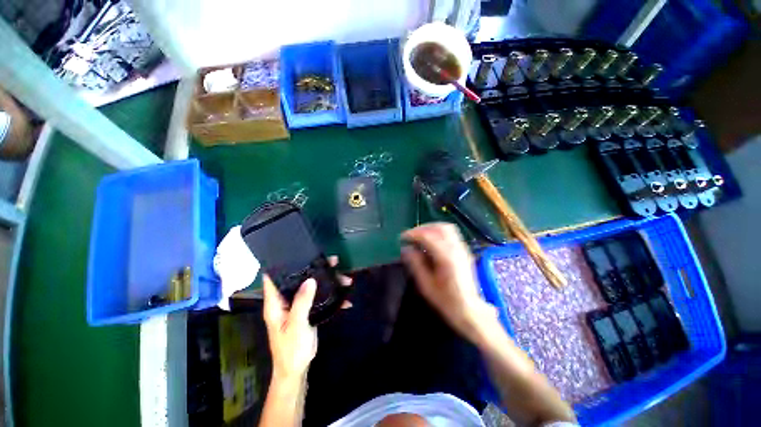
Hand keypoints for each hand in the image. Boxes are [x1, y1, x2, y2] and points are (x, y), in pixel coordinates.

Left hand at [262, 257, 351, 382]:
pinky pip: (321, 298)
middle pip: (300, 278)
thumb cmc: (291, 349)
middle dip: (316, 269)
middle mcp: (286, 300)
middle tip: (334, 261)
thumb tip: (310, 279)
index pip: (274, 278)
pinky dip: (332, 297)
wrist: (297, 369)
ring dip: (329, 282)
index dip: (283, 264)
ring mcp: (298, 304)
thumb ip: (302, 302)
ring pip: (313, 286)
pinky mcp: (308, 310)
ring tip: (346, 279)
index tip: (298, 251)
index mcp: (276, 303)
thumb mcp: (296, 326)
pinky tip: (346, 299)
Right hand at [401, 223, 497, 343]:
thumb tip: (406, 249)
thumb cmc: (446, 300)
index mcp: (445, 258)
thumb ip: (416, 264)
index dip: (413, 234)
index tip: (402, 238)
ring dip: (431, 228)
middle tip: (411, 235)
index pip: (427, 236)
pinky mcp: (464, 251)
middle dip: (423, 228)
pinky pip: (451, 234)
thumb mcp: (426, 285)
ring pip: (447, 228)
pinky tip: (432, 242)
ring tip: (420, 236)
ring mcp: (462, 249)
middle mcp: (456, 249)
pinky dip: (439, 232)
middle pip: (439, 227)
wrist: (470, 310)